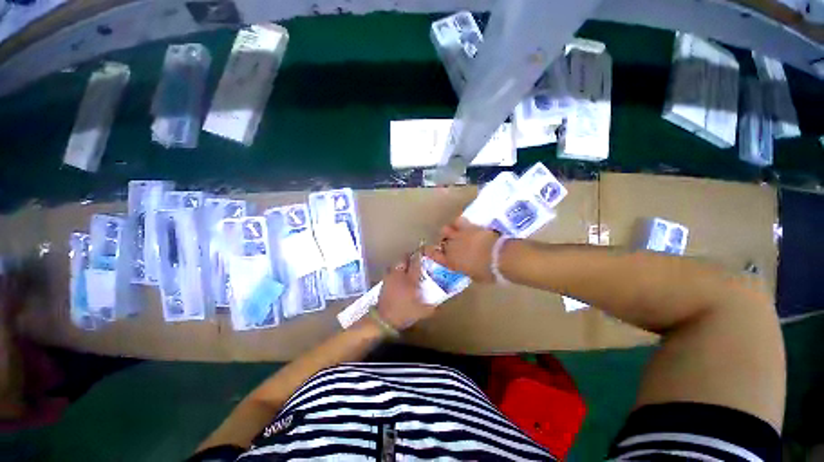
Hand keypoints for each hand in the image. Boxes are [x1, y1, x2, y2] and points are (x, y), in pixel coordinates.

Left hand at [375, 253, 435, 330]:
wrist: (384, 320)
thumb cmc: (404, 313)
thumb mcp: (422, 312)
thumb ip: (432, 307)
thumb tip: (440, 304)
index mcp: (410, 279)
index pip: (416, 263)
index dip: (420, 256)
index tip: (424, 252)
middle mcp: (399, 275)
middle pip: (403, 259)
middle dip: (409, 257)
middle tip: (414, 259)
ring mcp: (389, 278)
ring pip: (395, 264)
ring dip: (401, 264)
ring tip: (406, 268)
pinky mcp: (384, 283)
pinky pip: (390, 272)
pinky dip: (395, 272)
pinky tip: (398, 278)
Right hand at [424, 217, 499, 283]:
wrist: (499, 256)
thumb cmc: (488, 272)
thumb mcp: (475, 276)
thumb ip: (467, 270)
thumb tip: (467, 267)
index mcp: (451, 262)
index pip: (434, 256)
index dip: (429, 252)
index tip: (426, 250)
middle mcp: (451, 248)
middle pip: (440, 242)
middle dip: (442, 243)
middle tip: (448, 244)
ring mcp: (459, 236)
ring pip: (445, 230)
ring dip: (447, 232)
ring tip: (452, 233)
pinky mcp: (469, 227)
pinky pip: (458, 221)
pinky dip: (457, 222)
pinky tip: (460, 224)